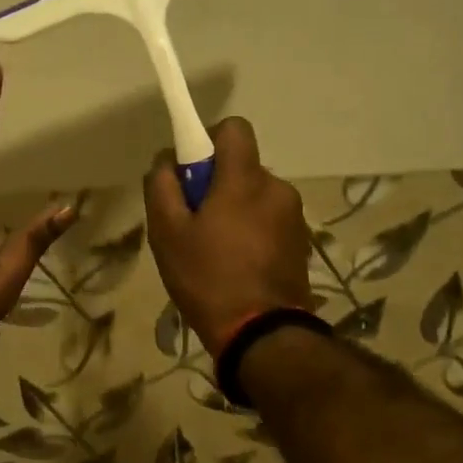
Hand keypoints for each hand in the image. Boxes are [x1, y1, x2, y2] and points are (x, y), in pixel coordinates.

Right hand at [143, 117, 313, 356]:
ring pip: (255, 196)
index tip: (191, 171)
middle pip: (241, 167)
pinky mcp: (301, 243)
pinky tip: (236, 265)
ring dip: (235, 210)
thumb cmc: (208, 278)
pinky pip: (269, 221)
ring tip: (214, 250)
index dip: (208, 139)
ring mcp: (294, 217)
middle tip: (193, 222)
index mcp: (244, 179)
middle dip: (217, 184)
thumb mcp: (167, 233)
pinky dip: (251, 231)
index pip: (234, 128)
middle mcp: (276, 188)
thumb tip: (166, 161)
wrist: (262, 334)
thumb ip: (161, 186)